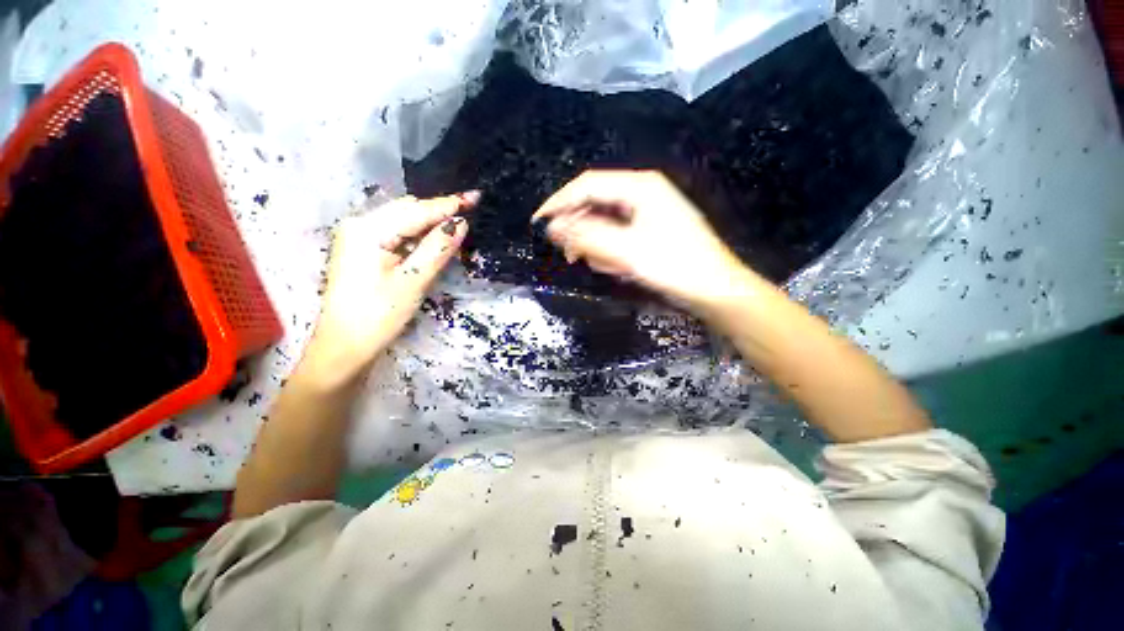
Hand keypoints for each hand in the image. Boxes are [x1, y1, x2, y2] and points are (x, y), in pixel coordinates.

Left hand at [303, 192, 475, 386]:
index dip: (448, 205)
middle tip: (469, 218)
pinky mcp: (362, 250)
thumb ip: (438, 248)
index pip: (416, 211)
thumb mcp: (413, 281)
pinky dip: (417, 237)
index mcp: (367, 230)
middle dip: (439, 213)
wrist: (345, 347)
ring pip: (402, 222)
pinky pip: (396, 234)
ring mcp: (358, 237)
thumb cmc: (378, 316)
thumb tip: (461, 223)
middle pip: (408, 211)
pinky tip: (432, 244)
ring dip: (429, 225)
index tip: (476, 197)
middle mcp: (359, 225)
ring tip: (455, 231)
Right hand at [532, 170, 749, 310]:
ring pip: (606, 221)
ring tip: (598, 264)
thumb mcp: (626, 252)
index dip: (559, 202)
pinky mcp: (650, 230)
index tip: (539, 223)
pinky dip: (610, 249)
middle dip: (579, 227)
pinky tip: (615, 265)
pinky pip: (618, 234)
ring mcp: (648, 211)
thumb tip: (553, 227)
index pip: (587, 185)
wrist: (715, 290)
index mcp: (639, 187)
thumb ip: (587, 237)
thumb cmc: (674, 267)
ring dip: (595, 242)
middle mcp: (643, 192)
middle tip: (568, 253)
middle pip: (596, 202)